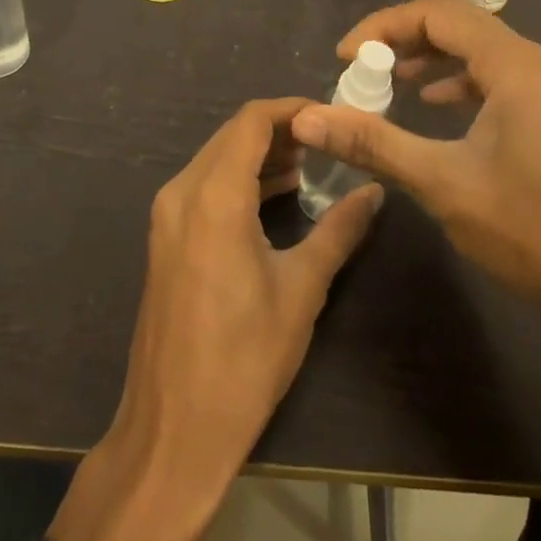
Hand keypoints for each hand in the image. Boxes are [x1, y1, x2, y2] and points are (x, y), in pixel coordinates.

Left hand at [49, 98, 383, 540]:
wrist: (173, 430)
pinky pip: (204, 186)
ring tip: (309, 166)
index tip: (331, 115)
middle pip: (232, 135)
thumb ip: (338, 230)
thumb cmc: (243, 359)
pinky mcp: (165, 239)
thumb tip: (375, 192)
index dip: (292, 110)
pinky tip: (274, 196)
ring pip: (216, 159)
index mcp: (213, 196)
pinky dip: (239, 179)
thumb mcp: (301, 290)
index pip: (251, 122)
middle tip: (328, 141)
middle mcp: (182, 192)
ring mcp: (167, 216)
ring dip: (259, 155)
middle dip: (280, 131)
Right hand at [290, 0, 540, 333]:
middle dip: (405, 38)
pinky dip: (461, 82)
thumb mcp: (443, 184)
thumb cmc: (535, 231)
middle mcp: (536, 63)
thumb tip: (308, 117)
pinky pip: (499, 77)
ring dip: (433, 59)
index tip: (345, 57)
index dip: (384, 26)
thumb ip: (374, 142)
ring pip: (481, 51)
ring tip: (392, 82)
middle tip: (363, 66)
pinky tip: (438, 107)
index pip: (437, 13)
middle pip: (460, 25)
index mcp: (514, 66)